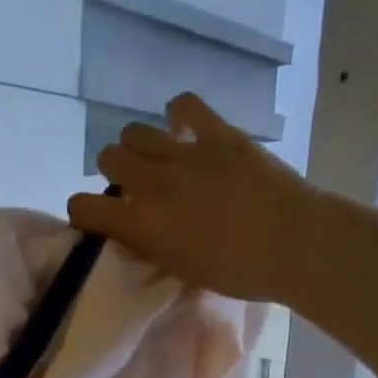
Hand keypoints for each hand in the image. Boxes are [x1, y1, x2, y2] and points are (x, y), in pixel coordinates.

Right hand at [68, 92, 318, 302]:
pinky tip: (184, 128)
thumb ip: (150, 245)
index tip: (100, 219)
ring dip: (140, 146)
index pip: (82, 206)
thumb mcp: (181, 269)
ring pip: (135, 130)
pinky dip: (179, 114)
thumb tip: (134, 229)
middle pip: (108, 157)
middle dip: (115, 172)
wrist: (295, 244)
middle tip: (137, 187)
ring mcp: (186, 154)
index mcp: (142, 223)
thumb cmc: (238, 272)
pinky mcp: (218, 134)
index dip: (84, 212)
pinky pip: (185, 105)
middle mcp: (153, 183)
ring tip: (159, 159)